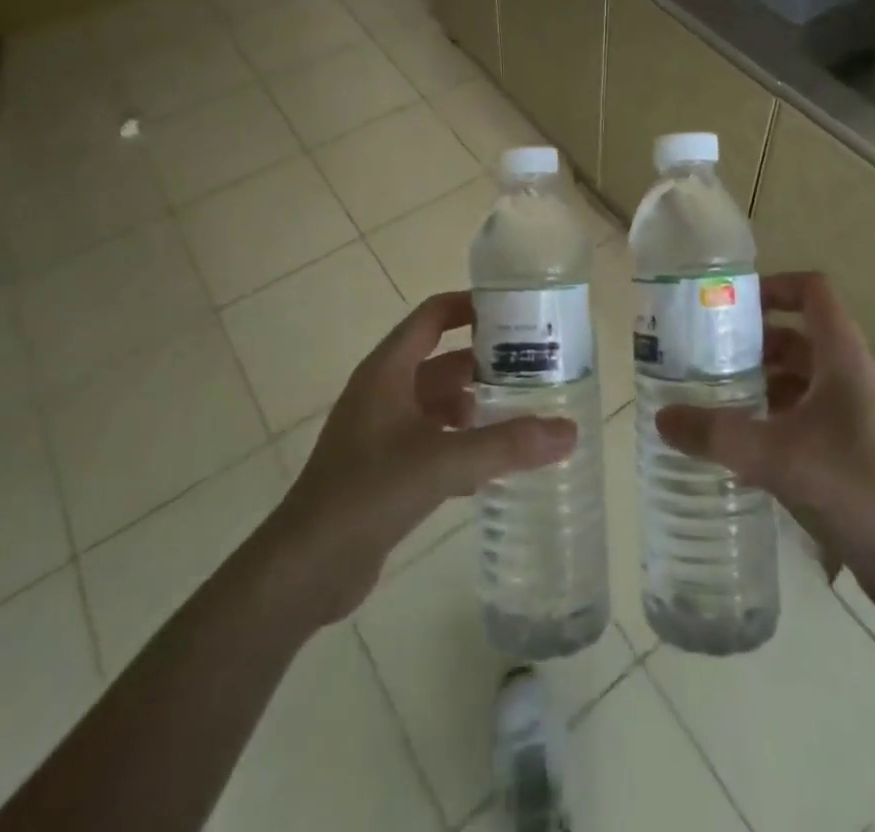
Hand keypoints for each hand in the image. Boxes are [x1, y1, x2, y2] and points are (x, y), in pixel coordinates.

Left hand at [266, 291, 577, 623]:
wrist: (305, 568)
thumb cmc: (367, 493)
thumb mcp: (442, 462)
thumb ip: (506, 445)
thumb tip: (569, 431)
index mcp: (388, 370)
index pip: (433, 316)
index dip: (471, 306)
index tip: (516, 310)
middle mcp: (385, 392)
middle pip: (443, 361)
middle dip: (487, 363)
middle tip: (538, 368)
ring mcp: (383, 432)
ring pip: (440, 404)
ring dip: (478, 406)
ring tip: (527, 413)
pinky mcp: (385, 469)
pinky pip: (434, 441)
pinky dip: (463, 443)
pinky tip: (497, 465)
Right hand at [654, 271, 874, 628]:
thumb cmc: (863, 491)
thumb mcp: (782, 458)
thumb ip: (718, 437)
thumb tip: (661, 418)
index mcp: (842, 359)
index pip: (812, 293)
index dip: (773, 286)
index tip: (728, 303)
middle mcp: (846, 379)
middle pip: (795, 337)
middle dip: (750, 341)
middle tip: (701, 354)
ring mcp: (849, 419)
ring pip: (796, 382)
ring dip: (757, 383)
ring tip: (708, 398)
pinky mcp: (846, 456)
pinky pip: (799, 422)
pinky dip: (768, 422)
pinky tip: (735, 446)